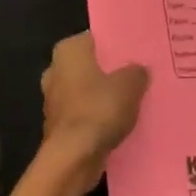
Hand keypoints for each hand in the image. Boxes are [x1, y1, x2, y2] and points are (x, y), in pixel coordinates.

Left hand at [40, 32, 148, 182]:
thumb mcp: (130, 84)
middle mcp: (56, 70)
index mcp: (68, 51)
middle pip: (92, 65)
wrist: (73, 157)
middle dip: (112, 71)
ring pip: (88, 91)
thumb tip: (139, 70)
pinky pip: (86, 113)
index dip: (118, 44)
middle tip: (141, 74)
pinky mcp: (60, 125)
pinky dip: (100, 117)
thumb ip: (137, 72)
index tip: (139, 51)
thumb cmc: (99, 109)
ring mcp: (55, 99)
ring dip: (106, 96)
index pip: (97, 38)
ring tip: (136, 99)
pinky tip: (122, 121)